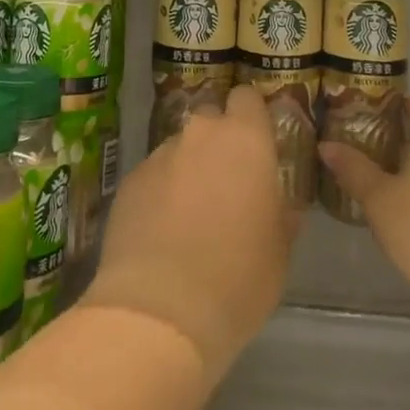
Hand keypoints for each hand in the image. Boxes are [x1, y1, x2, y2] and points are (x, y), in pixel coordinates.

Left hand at [85, 85, 297, 380]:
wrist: (158, 312)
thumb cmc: (237, 279)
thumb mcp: (279, 252)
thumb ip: (281, 214)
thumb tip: (280, 205)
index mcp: (245, 140)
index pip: (248, 97)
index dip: (252, 114)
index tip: (258, 141)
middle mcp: (200, 134)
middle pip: (212, 118)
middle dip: (219, 141)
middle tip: (227, 183)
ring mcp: (159, 155)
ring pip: (180, 148)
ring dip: (189, 168)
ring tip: (191, 215)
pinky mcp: (129, 181)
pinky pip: (153, 175)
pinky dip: (160, 192)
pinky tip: (161, 232)